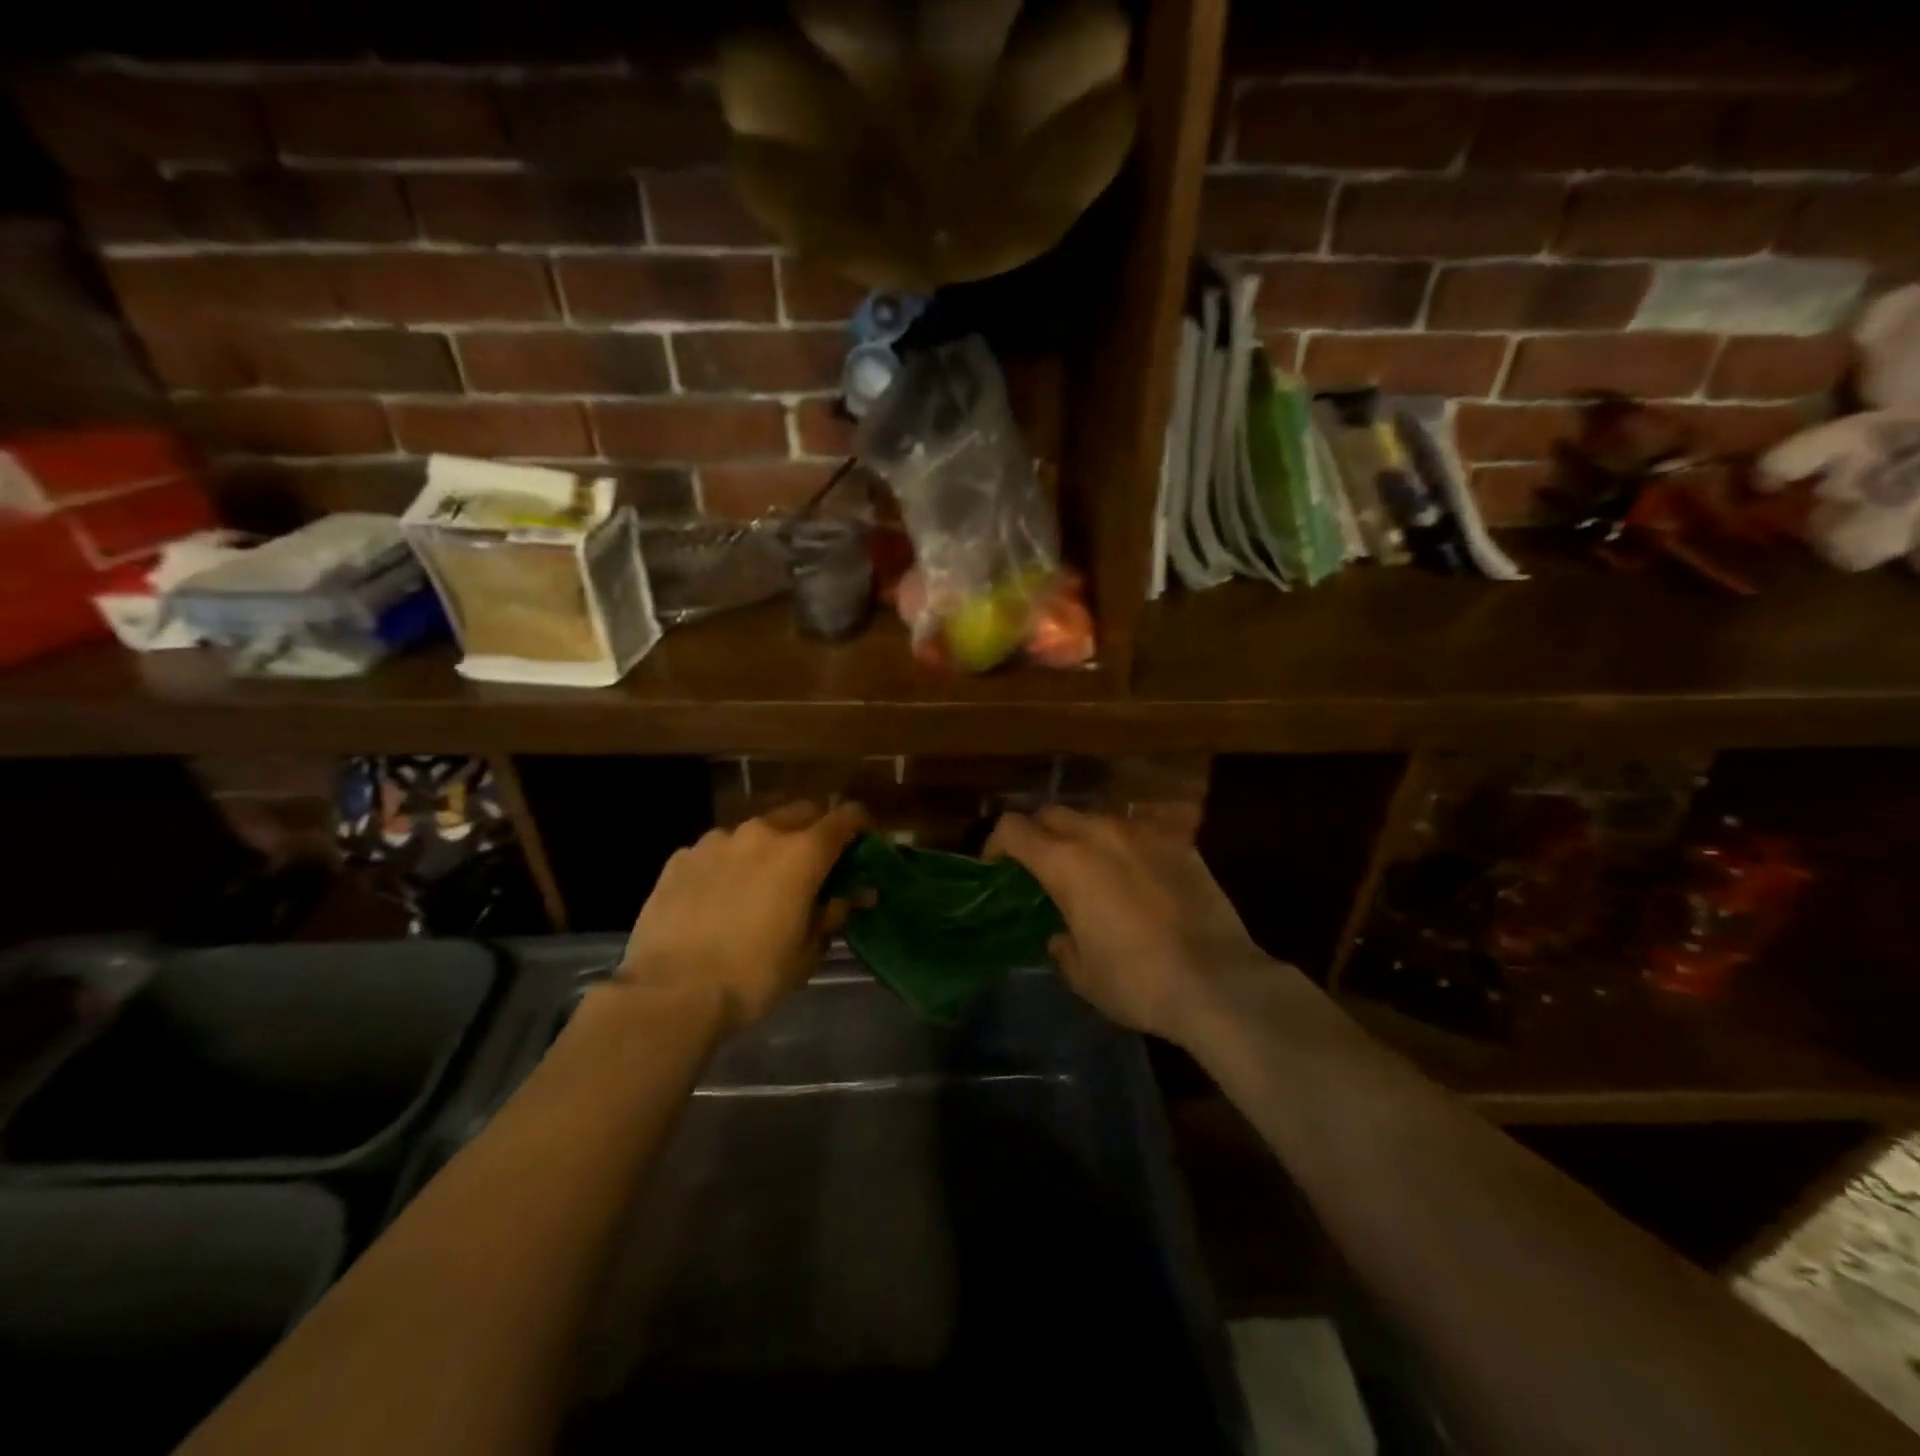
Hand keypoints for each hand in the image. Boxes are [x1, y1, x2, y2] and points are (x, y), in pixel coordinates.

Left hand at [616, 801, 867, 1031]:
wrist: (670, 993)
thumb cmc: (753, 976)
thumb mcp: (807, 952)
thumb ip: (833, 913)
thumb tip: (854, 895)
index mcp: (802, 853)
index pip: (845, 818)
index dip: (859, 825)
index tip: (863, 842)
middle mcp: (762, 833)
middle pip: (800, 813)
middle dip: (813, 831)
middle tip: (813, 865)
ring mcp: (717, 841)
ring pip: (755, 831)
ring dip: (767, 848)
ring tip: (759, 885)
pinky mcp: (681, 857)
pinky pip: (717, 851)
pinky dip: (728, 865)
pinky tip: (717, 898)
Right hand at [984, 807, 1266, 1046]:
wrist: (1218, 982)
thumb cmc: (1137, 982)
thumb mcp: (1083, 975)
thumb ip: (1062, 947)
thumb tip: (1061, 935)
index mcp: (1065, 862)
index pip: (1013, 828)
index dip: (996, 843)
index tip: (997, 865)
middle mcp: (1100, 834)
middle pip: (1053, 813)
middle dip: (1039, 834)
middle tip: (1041, 866)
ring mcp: (1144, 834)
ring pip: (1098, 818)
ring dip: (1083, 836)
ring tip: (1091, 869)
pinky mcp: (1180, 843)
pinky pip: (1138, 832)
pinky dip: (1125, 847)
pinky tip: (1136, 877)